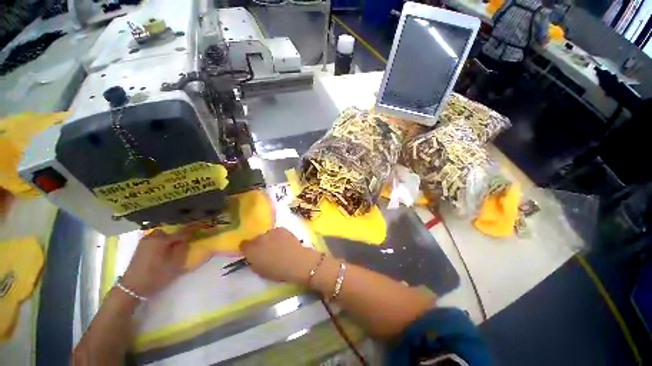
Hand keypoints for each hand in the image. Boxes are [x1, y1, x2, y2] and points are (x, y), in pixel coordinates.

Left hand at [121, 226, 195, 297]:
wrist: (132, 288)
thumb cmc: (156, 276)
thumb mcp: (175, 264)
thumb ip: (183, 248)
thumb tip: (188, 238)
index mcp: (162, 239)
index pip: (182, 231)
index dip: (194, 228)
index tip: (203, 225)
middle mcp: (153, 236)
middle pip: (171, 230)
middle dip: (180, 233)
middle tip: (187, 239)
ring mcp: (145, 241)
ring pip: (163, 234)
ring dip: (171, 236)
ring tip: (176, 243)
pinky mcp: (141, 246)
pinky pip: (156, 238)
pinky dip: (163, 239)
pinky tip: (165, 247)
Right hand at [240, 227, 319, 283]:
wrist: (296, 261)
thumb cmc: (277, 271)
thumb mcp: (260, 271)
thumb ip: (254, 262)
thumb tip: (254, 257)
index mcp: (251, 250)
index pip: (243, 245)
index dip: (247, 249)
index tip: (252, 253)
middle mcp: (259, 238)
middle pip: (256, 239)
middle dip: (259, 244)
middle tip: (267, 251)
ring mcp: (271, 231)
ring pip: (267, 235)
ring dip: (269, 239)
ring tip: (278, 246)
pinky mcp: (281, 228)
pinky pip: (277, 232)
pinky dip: (279, 236)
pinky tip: (285, 242)